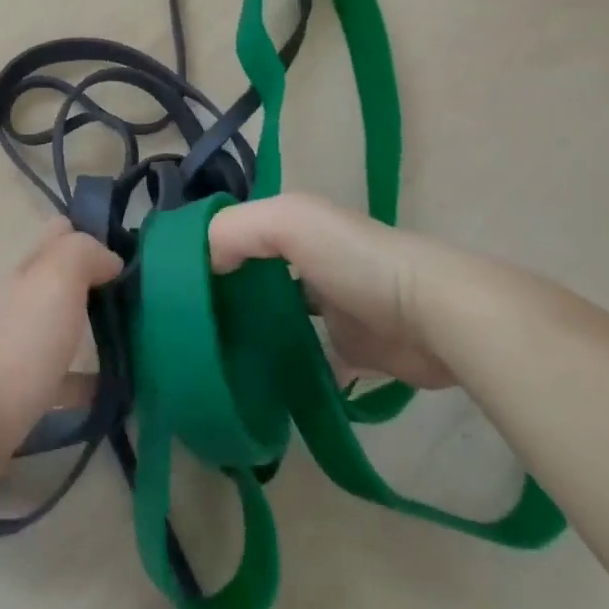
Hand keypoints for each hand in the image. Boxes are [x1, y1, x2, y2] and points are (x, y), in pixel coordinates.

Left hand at [0, 218, 120, 459]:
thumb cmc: (21, 341)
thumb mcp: (56, 279)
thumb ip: (83, 253)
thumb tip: (109, 259)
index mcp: (29, 271)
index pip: (59, 234)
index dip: (91, 233)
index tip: (129, 252)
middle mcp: (22, 302)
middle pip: (61, 280)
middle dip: (97, 282)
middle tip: (141, 298)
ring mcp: (20, 346)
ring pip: (62, 326)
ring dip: (93, 329)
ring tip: (137, 341)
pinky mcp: (24, 391)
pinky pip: (63, 379)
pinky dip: (86, 381)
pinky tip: (114, 391)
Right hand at [208, 193, 457, 389]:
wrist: (435, 316)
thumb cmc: (357, 261)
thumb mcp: (289, 221)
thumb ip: (235, 231)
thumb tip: (201, 265)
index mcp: (296, 228)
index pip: (238, 235)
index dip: (207, 255)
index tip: (173, 288)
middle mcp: (311, 263)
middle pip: (255, 279)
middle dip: (226, 300)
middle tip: (189, 331)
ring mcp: (332, 309)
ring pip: (278, 322)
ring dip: (254, 337)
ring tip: (215, 361)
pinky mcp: (352, 351)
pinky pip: (309, 362)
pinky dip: (288, 374)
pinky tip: (259, 388)